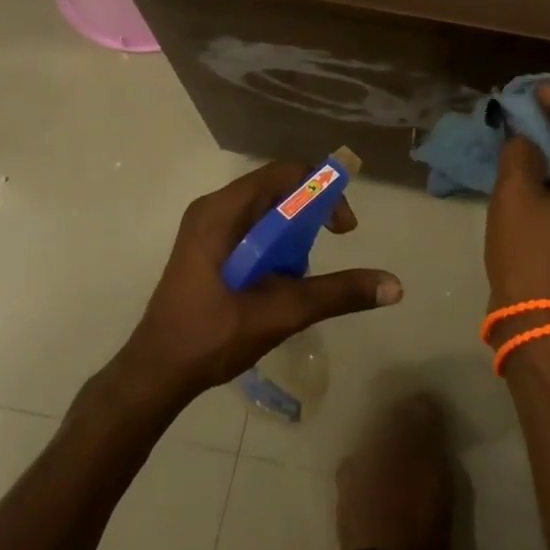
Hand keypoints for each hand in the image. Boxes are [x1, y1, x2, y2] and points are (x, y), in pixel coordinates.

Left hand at [116, 162, 402, 404]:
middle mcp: (212, 209)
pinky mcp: (204, 249)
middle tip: (332, 243)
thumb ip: (337, 293)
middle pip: (275, 190)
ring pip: (264, 211)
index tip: (344, 227)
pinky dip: (274, 244)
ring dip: (293, 232)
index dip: (322, 190)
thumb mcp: (281, 312)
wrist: (154, 374)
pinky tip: (280, 280)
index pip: (284, 174)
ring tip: (302, 272)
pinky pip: (250, 229)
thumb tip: (394, 285)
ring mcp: (205, 229)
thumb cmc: (212, 336)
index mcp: (222, 211)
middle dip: (311, 213)